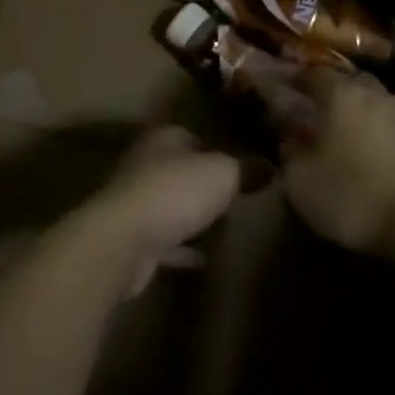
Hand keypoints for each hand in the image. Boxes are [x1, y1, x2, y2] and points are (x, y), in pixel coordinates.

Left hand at [87, 127, 241, 296]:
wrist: (124, 241)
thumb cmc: (175, 192)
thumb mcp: (224, 173)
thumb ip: (246, 169)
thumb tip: (270, 166)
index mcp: (163, 138)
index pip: (192, 135)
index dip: (217, 149)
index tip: (240, 165)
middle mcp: (144, 165)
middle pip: (179, 170)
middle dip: (202, 183)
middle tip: (235, 196)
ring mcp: (134, 203)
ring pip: (169, 205)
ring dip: (189, 215)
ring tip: (223, 226)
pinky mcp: (132, 239)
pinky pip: (164, 241)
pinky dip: (182, 248)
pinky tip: (205, 258)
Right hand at [278, 71, 394, 253]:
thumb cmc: (355, 195)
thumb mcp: (302, 183)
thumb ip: (291, 156)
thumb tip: (291, 141)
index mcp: (341, 95)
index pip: (314, 74)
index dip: (298, 80)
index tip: (285, 90)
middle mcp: (375, 95)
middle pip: (350, 83)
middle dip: (332, 95)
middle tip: (316, 114)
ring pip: (375, 104)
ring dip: (360, 116)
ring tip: (346, 139)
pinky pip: (394, 127)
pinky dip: (381, 136)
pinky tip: (374, 158)